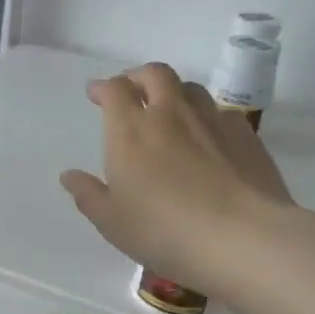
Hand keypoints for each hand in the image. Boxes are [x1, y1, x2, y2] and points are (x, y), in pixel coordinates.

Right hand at [61, 63, 295, 298]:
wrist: (244, 239)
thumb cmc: (165, 231)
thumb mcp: (112, 221)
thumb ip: (88, 195)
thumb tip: (69, 176)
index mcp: (131, 130)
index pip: (115, 89)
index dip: (104, 87)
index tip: (96, 94)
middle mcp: (170, 114)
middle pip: (155, 74)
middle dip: (138, 76)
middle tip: (132, 91)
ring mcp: (212, 121)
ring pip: (190, 88)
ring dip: (174, 92)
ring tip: (169, 110)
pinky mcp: (245, 136)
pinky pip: (221, 112)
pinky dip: (207, 116)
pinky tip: (208, 136)